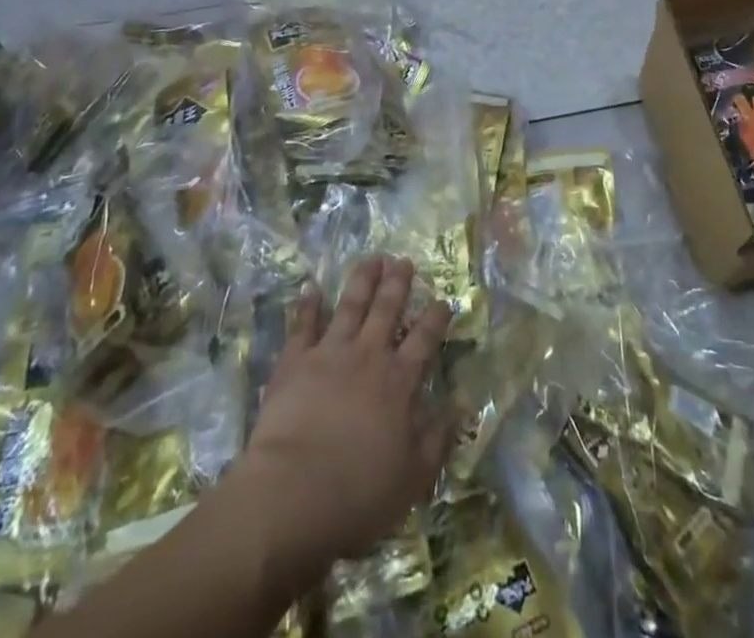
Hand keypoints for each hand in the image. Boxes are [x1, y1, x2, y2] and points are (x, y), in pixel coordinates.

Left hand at [235, 256, 452, 585]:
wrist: (293, 494)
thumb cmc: (358, 493)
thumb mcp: (413, 478)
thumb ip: (437, 439)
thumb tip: (460, 405)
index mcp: (399, 382)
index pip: (424, 340)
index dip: (435, 318)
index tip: (443, 300)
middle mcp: (368, 356)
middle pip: (387, 310)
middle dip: (398, 284)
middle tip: (404, 261)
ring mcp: (329, 353)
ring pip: (350, 305)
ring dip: (362, 280)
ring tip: (371, 258)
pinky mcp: (295, 361)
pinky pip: (303, 325)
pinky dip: (308, 305)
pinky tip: (311, 287)